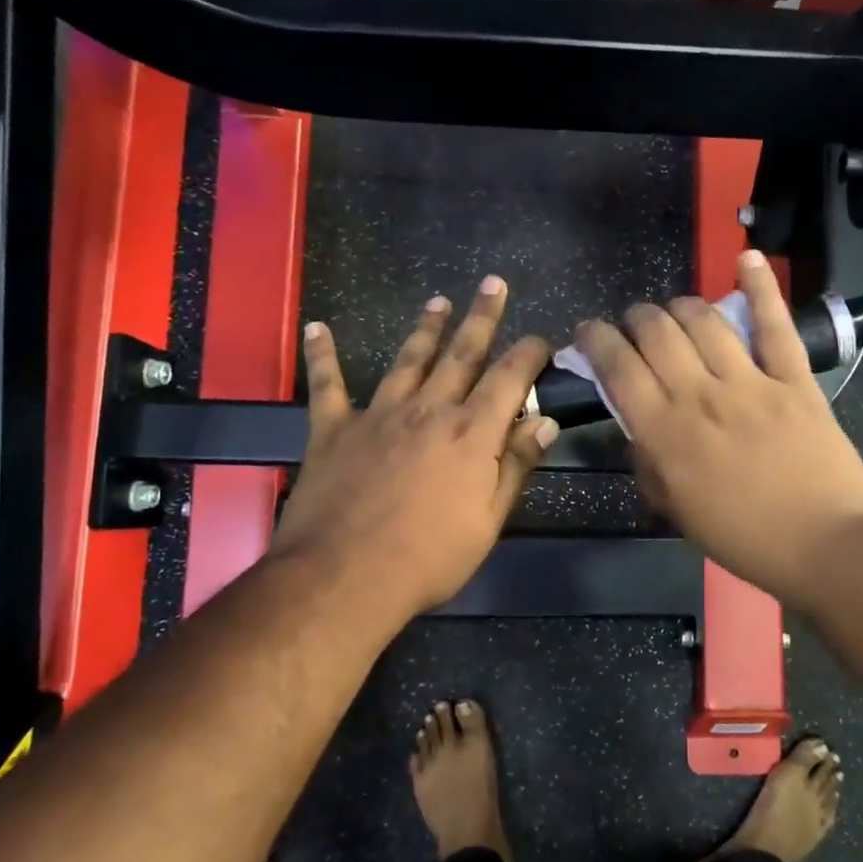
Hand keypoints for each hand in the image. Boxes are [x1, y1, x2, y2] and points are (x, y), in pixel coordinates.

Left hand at [267, 277, 556, 627]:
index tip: (541, 338)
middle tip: (492, 283)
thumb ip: (516, 466)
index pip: (510, 378)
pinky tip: (317, 327)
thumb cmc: (429, 558)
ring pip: (408, 360)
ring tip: (439, 302)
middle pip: (461, 353)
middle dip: (481, 317)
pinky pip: (327, 385)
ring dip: (425, 328)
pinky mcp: (334, 429)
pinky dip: (322, 355)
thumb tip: (545, 422)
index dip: (529, 353)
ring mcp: (378, 415)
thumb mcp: (489, 520)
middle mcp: (429, 410)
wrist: (344, 578)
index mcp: (472, 434)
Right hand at [574, 251, 862, 616]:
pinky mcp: (794, 379)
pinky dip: (760, 287)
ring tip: (674, 311)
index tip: (589, 333)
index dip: (596, 340)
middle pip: (656, 332)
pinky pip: (775, 324)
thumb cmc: (745, 539)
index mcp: (665, 433)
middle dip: (635, 318)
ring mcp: (751, 382)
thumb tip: (639, 429)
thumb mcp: (676, 512)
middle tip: (634, 326)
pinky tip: (746, 258)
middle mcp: (700, 396)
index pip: (617, 368)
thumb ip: (649, 465)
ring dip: (680, 306)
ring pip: (704, 320)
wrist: (826, 545)